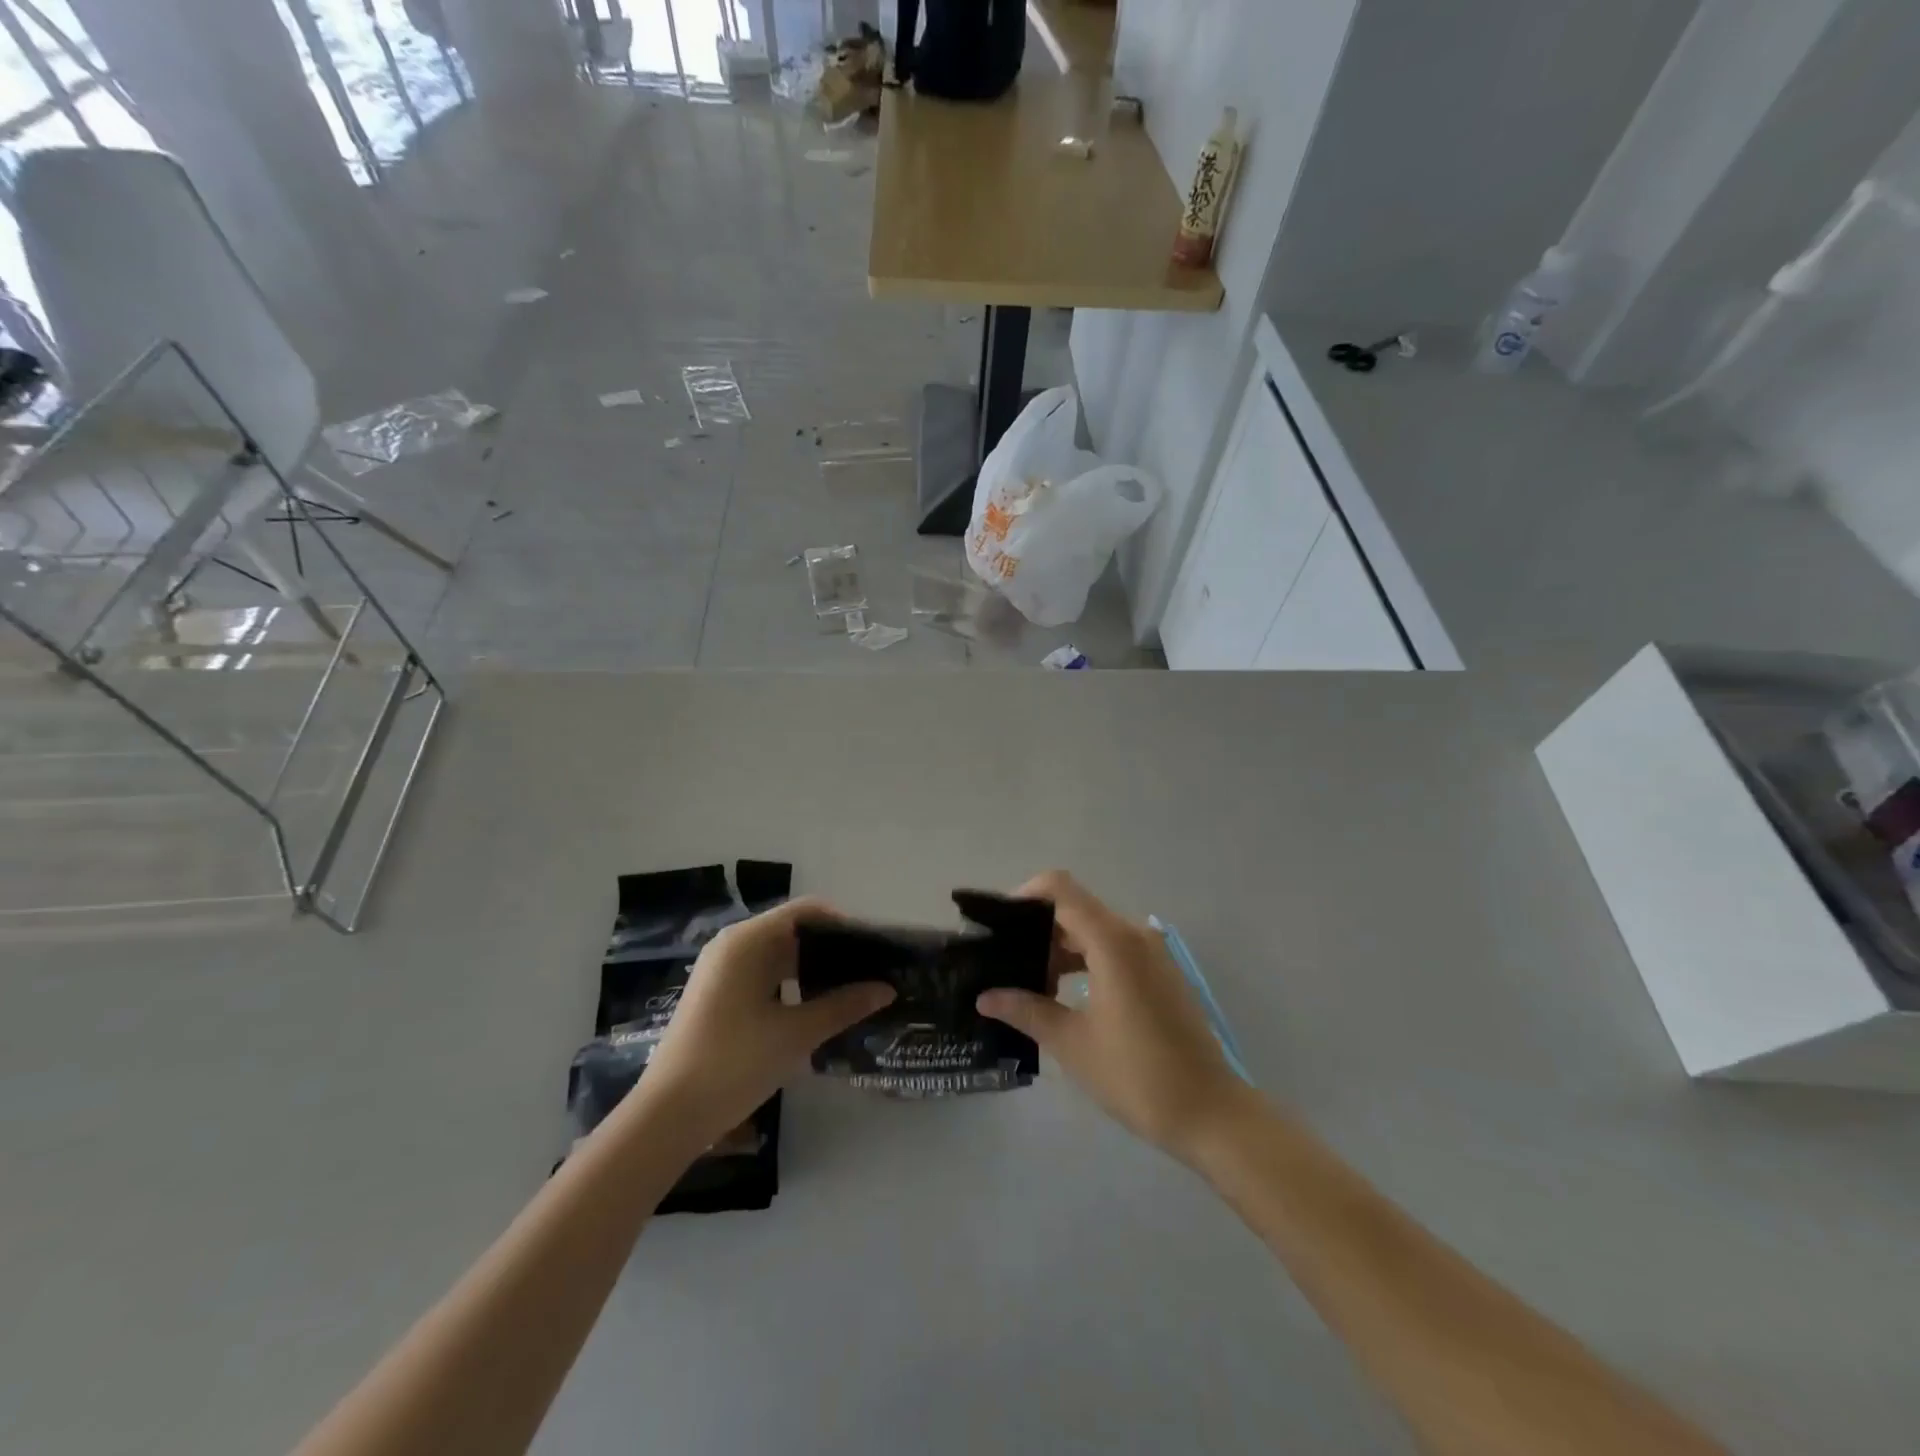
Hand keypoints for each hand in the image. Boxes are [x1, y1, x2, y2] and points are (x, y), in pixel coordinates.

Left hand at [638, 898, 893, 1146]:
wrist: (668, 1115)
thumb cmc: (734, 1062)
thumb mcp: (796, 1033)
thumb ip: (844, 1006)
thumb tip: (887, 989)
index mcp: (748, 940)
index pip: (806, 911)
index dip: (843, 923)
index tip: (875, 946)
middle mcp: (732, 945)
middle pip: (792, 930)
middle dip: (832, 947)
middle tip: (870, 970)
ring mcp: (721, 970)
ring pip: (778, 955)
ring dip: (813, 967)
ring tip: (851, 988)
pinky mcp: (718, 995)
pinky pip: (763, 974)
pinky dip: (792, 983)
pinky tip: (816, 1007)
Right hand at [977, 872, 1243, 1161]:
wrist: (1211, 1113)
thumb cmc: (1137, 1075)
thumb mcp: (1073, 1043)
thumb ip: (1026, 1010)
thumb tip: (985, 997)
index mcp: (1112, 940)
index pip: (1060, 889)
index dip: (1025, 896)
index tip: (997, 925)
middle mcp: (1134, 934)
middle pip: (1075, 910)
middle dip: (1037, 930)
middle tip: (1004, 962)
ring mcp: (1152, 953)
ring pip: (1094, 931)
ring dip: (1060, 949)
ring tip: (1028, 983)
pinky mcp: (1160, 973)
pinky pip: (1113, 949)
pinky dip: (1085, 961)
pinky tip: (1062, 994)